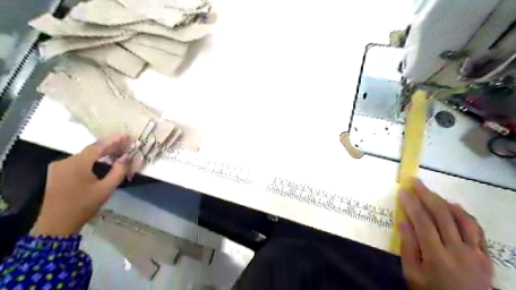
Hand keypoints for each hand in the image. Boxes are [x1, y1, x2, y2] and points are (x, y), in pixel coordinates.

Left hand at [32, 134, 130, 235]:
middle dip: (108, 147)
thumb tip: (127, 157)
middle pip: (90, 150)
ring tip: (117, 153)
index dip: (113, 141)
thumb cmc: (84, 205)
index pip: (97, 147)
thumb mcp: (106, 189)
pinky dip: (92, 160)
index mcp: (77, 164)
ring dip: (101, 154)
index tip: (126, 136)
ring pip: (84, 155)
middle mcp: (65, 161)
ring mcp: (59, 167)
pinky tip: (101, 162)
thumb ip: (118, 171)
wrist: (56, 224)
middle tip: (125, 145)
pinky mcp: (57, 173)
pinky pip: (78, 161)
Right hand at [401, 179, 493, 289]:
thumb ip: (407, 247)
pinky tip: (455, 207)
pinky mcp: (486, 256)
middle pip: (442, 216)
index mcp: (436, 256)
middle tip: (416, 182)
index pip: (423, 222)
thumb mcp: (412, 274)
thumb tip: (403, 221)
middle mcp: (458, 251)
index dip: (412, 204)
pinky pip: (478, 230)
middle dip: (427, 195)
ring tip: (432, 193)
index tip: (403, 191)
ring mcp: (475, 253)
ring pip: (462, 219)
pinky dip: (465, 215)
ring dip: (445, 202)